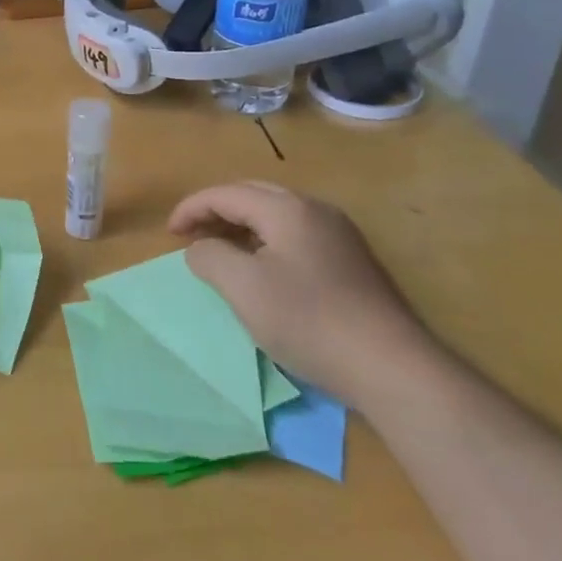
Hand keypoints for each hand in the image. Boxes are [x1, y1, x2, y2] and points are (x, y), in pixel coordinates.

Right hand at [168, 182, 434, 409]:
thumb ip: (209, 256)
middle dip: (216, 211)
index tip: (168, 234)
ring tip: (219, 251)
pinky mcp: (352, 262)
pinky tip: (262, 270)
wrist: (393, 367)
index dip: (191, 208)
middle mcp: (315, 210)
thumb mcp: (242, 287)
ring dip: (241, 226)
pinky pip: (295, 236)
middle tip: (190, 236)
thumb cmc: (309, 320)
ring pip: (276, 215)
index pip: (226, 193)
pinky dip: (265, 242)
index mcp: (287, 209)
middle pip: (253, 195)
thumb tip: (200, 247)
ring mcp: (339, 236)